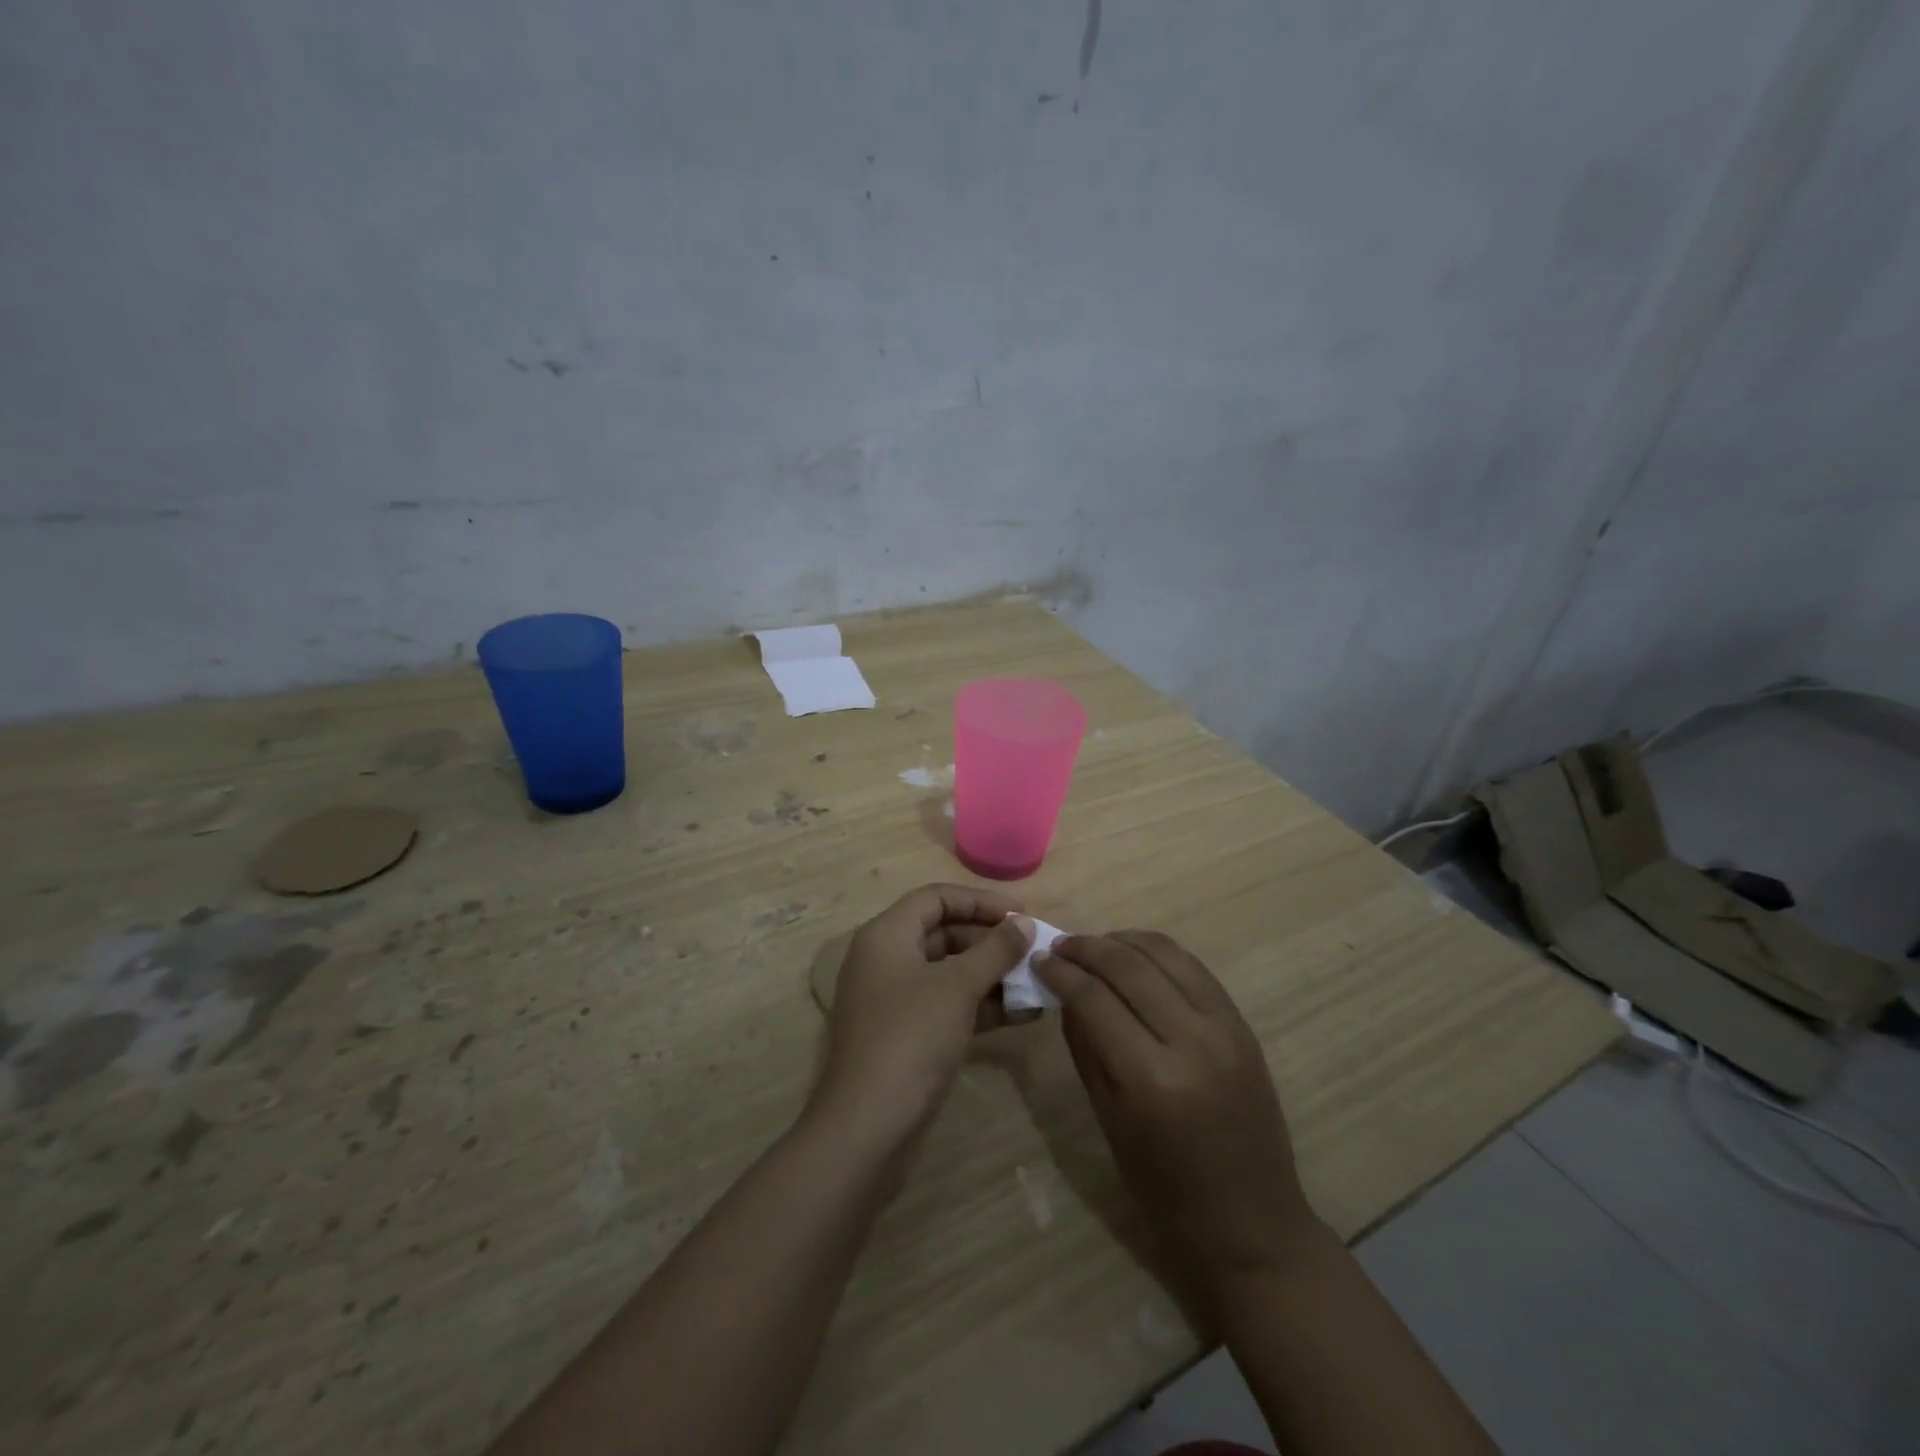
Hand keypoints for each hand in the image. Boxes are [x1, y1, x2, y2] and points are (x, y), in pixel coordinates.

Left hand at [810, 884, 1035, 1148]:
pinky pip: (949, 1005)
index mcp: (887, 935)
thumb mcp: (957, 987)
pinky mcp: (908, 1034)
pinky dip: (983, 1006)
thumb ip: (994, 950)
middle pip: (944, 932)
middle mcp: (887, 960)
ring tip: (1038, 983)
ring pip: (950, 972)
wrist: (868, 1127)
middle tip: (1034, 951)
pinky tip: (1024, 1014)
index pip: (936, 898)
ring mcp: (896, 999)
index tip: (1022, 915)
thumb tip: (1025, 923)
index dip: (980, 901)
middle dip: (991, 941)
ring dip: (993, 975)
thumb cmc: (911, 1038)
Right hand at [1036, 931, 1315, 1288]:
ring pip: (1165, 954)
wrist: (1252, 1224)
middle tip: (1060, 946)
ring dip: (1122, 940)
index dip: (1061, 972)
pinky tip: (1136, 957)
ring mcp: (1225, 1028)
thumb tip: (1064, 993)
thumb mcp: (1109, 1121)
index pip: (1094, 999)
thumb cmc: (1166, 1190)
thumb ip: (1084, 1048)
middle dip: (1087, 948)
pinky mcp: (1243, 1024)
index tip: (1039, 960)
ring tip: (1095, 946)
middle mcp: (1192, 1041)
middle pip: (1128, 965)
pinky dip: (1159, 953)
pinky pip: (1194, 968)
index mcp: (1151, 1078)